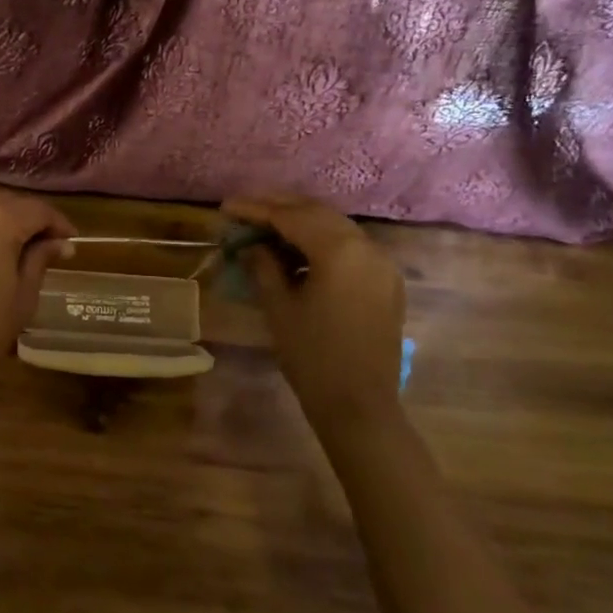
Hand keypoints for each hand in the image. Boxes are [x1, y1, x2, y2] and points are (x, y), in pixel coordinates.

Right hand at [222, 194, 405, 425]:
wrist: (359, 405)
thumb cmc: (312, 357)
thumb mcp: (279, 307)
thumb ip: (263, 265)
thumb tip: (251, 244)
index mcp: (339, 251)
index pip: (290, 217)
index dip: (255, 209)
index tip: (227, 206)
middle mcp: (366, 247)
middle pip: (317, 213)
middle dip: (279, 207)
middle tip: (245, 208)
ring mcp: (381, 263)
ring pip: (336, 226)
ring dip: (301, 221)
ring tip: (266, 224)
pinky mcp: (386, 280)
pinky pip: (350, 246)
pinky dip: (322, 239)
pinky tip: (297, 249)